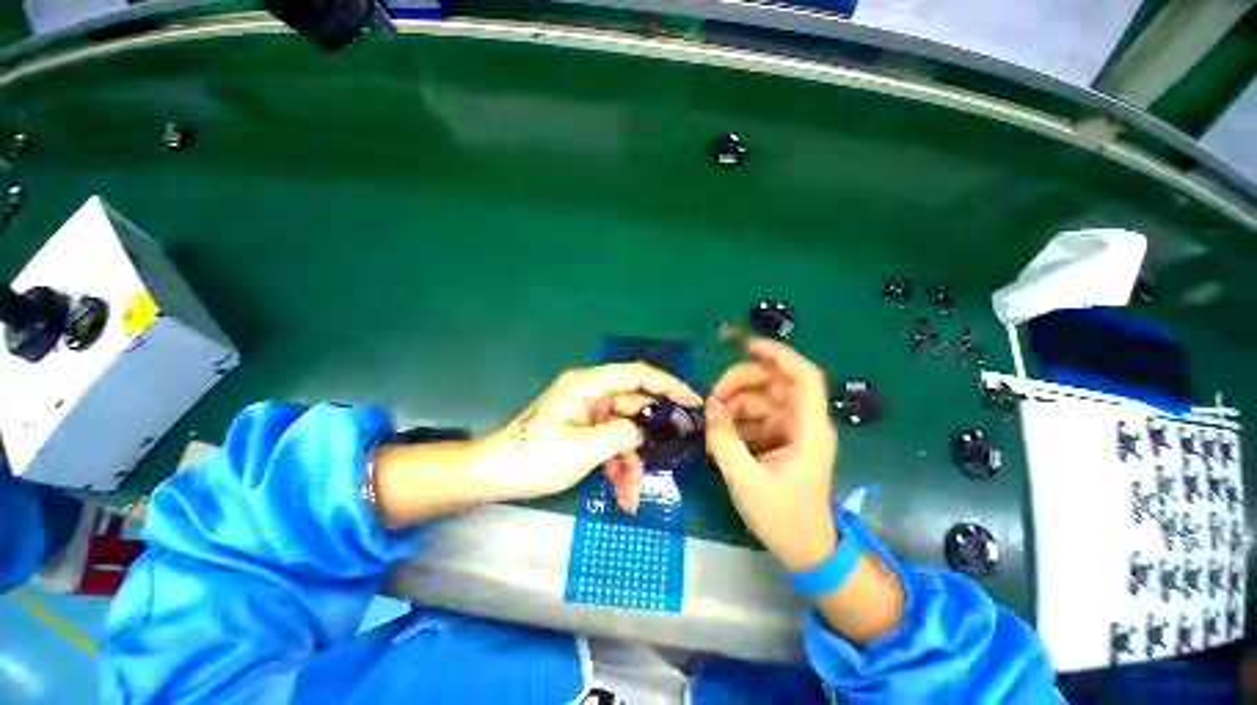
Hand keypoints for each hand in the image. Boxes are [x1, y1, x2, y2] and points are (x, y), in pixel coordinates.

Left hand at [479, 363, 701, 511]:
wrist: (497, 475)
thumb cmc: (535, 457)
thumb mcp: (584, 448)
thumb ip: (623, 434)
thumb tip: (645, 432)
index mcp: (588, 385)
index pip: (636, 375)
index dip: (667, 384)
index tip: (692, 400)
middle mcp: (591, 394)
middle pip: (633, 410)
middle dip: (648, 439)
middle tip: (670, 457)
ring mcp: (589, 414)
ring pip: (624, 433)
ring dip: (631, 462)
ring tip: (632, 496)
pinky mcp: (585, 431)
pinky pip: (611, 444)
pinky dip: (617, 466)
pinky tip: (622, 493)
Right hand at [705, 338, 838, 569]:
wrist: (804, 549)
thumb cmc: (783, 519)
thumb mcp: (746, 481)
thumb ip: (724, 442)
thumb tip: (710, 407)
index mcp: (808, 431)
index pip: (804, 378)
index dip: (779, 355)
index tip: (748, 346)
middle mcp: (802, 423)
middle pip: (774, 382)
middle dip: (741, 382)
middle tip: (712, 398)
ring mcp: (790, 429)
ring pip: (760, 397)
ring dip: (734, 401)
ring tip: (712, 421)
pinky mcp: (779, 438)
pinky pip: (754, 415)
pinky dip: (735, 417)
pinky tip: (721, 433)